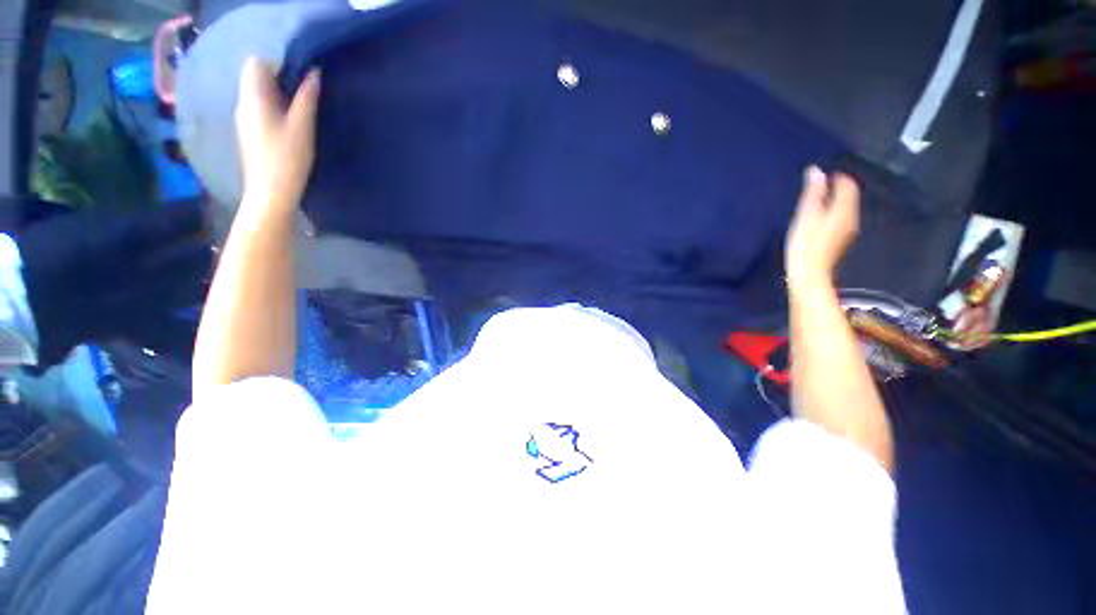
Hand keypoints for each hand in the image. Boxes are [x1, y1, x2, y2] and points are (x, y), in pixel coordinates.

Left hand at [235, 57, 320, 208]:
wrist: (270, 194)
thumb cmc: (287, 160)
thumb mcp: (302, 128)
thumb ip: (307, 99)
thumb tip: (314, 73)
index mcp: (252, 98)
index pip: (256, 64)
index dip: (278, 65)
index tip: (301, 81)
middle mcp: (243, 105)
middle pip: (257, 79)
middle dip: (282, 82)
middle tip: (306, 99)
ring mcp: (244, 121)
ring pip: (260, 96)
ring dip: (280, 98)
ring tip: (302, 115)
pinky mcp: (250, 135)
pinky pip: (261, 111)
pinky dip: (276, 112)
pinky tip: (292, 129)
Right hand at [785, 166, 859, 285]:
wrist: (809, 274)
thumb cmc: (805, 243)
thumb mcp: (806, 215)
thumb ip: (813, 193)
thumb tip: (816, 171)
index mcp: (844, 209)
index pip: (848, 185)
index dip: (837, 178)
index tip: (821, 176)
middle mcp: (851, 217)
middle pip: (849, 197)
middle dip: (836, 189)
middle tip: (817, 187)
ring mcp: (847, 231)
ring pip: (845, 209)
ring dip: (834, 202)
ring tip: (816, 202)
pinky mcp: (839, 241)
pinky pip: (840, 219)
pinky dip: (832, 213)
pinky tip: (818, 219)